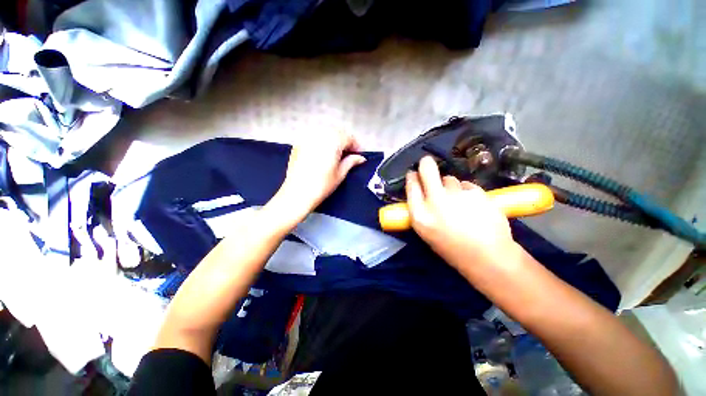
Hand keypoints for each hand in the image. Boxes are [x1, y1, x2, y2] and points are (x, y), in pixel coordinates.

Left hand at [273, 130, 365, 220]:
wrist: (298, 193)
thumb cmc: (321, 185)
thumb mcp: (340, 174)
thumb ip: (351, 162)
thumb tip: (360, 158)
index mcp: (332, 141)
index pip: (349, 137)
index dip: (356, 146)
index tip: (359, 155)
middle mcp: (319, 135)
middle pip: (337, 132)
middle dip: (345, 142)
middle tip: (350, 155)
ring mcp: (307, 138)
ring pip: (325, 133)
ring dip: (334, 140)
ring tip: (337, 154)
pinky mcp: (299, 144)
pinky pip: (314, 137)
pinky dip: (322, 142)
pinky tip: (323, 153)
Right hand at [406, 156, 517, 270]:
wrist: (487, 257)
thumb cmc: (451, 248)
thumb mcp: (426, 232)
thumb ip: (421, 210)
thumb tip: (421, 191)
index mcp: (420, 214)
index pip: (411, 186)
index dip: (412, 177)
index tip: (414, 174)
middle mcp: (436, 201)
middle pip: (427, 170)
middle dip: (426, 164)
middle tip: (427, 163)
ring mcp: (457, 195)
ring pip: (450, 179)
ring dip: (450, 186)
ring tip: (458, 202)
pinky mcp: (477, 192)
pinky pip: (467, 186)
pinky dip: (467, 192)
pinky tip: (473, 206)